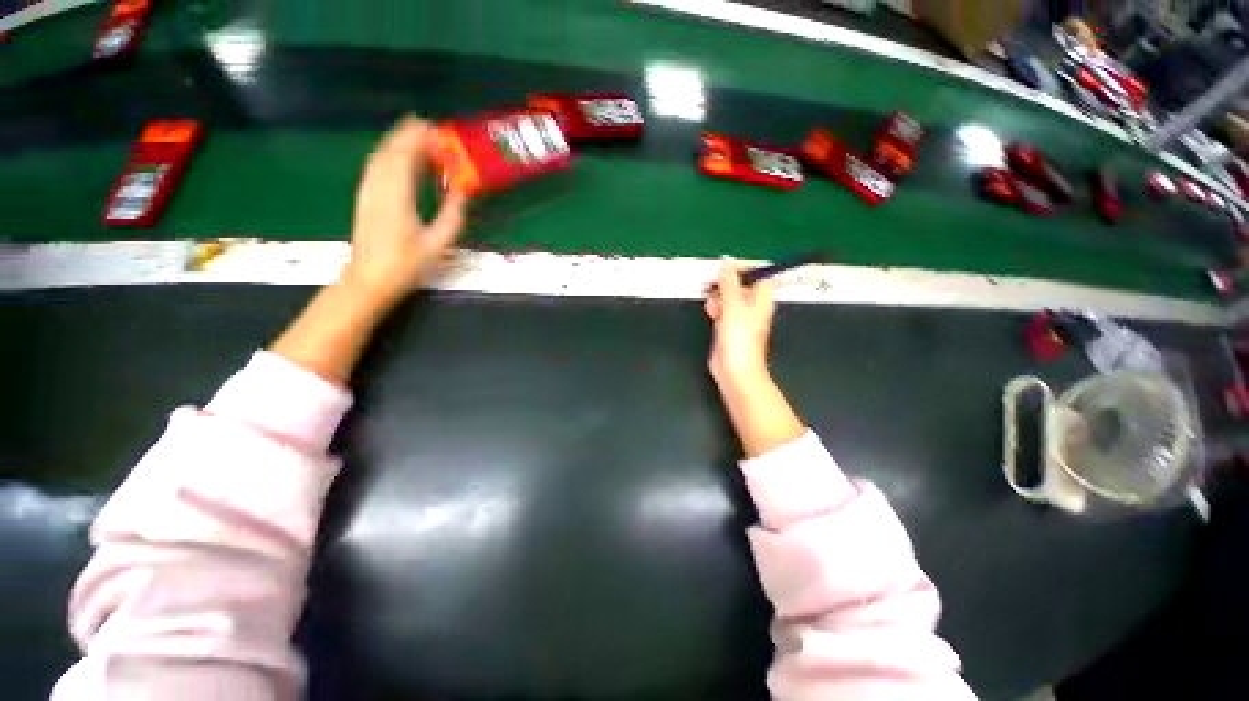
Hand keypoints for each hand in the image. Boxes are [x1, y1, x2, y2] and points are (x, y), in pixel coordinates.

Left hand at [342, 116, 467, 307]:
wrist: (370, 279)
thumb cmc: (407, 264)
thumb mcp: (439, 244)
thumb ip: (452, 215)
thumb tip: (462, 191)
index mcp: (397, 196)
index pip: (406, 156)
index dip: (421, 140)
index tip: (440, 133)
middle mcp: (378, 186)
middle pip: (390, 150)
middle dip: (409, 135)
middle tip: (432, 129)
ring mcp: (367, 191)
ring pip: (380, 156)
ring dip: (399, 142)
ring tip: (419, 138)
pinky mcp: (364, 197)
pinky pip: (375, 166)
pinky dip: (389, 155)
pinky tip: (401, 158)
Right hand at [705, 260, 775, 383]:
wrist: (734, 370)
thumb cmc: (740, 339)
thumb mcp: (733, 305)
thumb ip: (729, 282)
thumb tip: (727, 262)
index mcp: (761, 298)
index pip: (757, 274)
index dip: (742, 268)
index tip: (725, 269)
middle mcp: (753, 306)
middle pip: (740, 285)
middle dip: (726, 284)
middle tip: (716, 288)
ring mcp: (740, 317)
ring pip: (728, 297)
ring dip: (718, 298)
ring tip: (714, 306)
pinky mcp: (729, 327)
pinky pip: (722, 311)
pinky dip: (716, 309)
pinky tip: (711, 314)